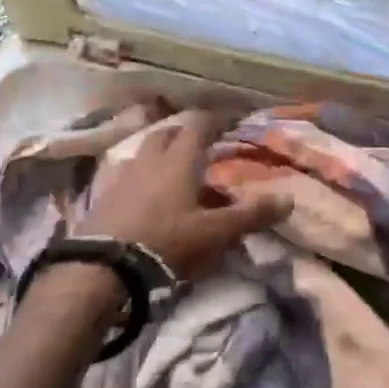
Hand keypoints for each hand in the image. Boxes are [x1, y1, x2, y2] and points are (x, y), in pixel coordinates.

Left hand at [86, 110, 288, 281]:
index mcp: (178, 160)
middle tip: (201, 146)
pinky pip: (129, 177)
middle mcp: (150, 159)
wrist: (100, 268)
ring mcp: (122, 177)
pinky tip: (148, 199)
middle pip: (167, 133)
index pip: (199, 125)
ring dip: (161, 156)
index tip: (231, 120)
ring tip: (175, 173)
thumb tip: (288, 199)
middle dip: (184, 134)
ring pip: (145, 153)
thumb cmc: (165, 242)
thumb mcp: (214, 233)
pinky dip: (143, 179)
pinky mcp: (104, 198)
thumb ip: (250, 215)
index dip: (216, 119)